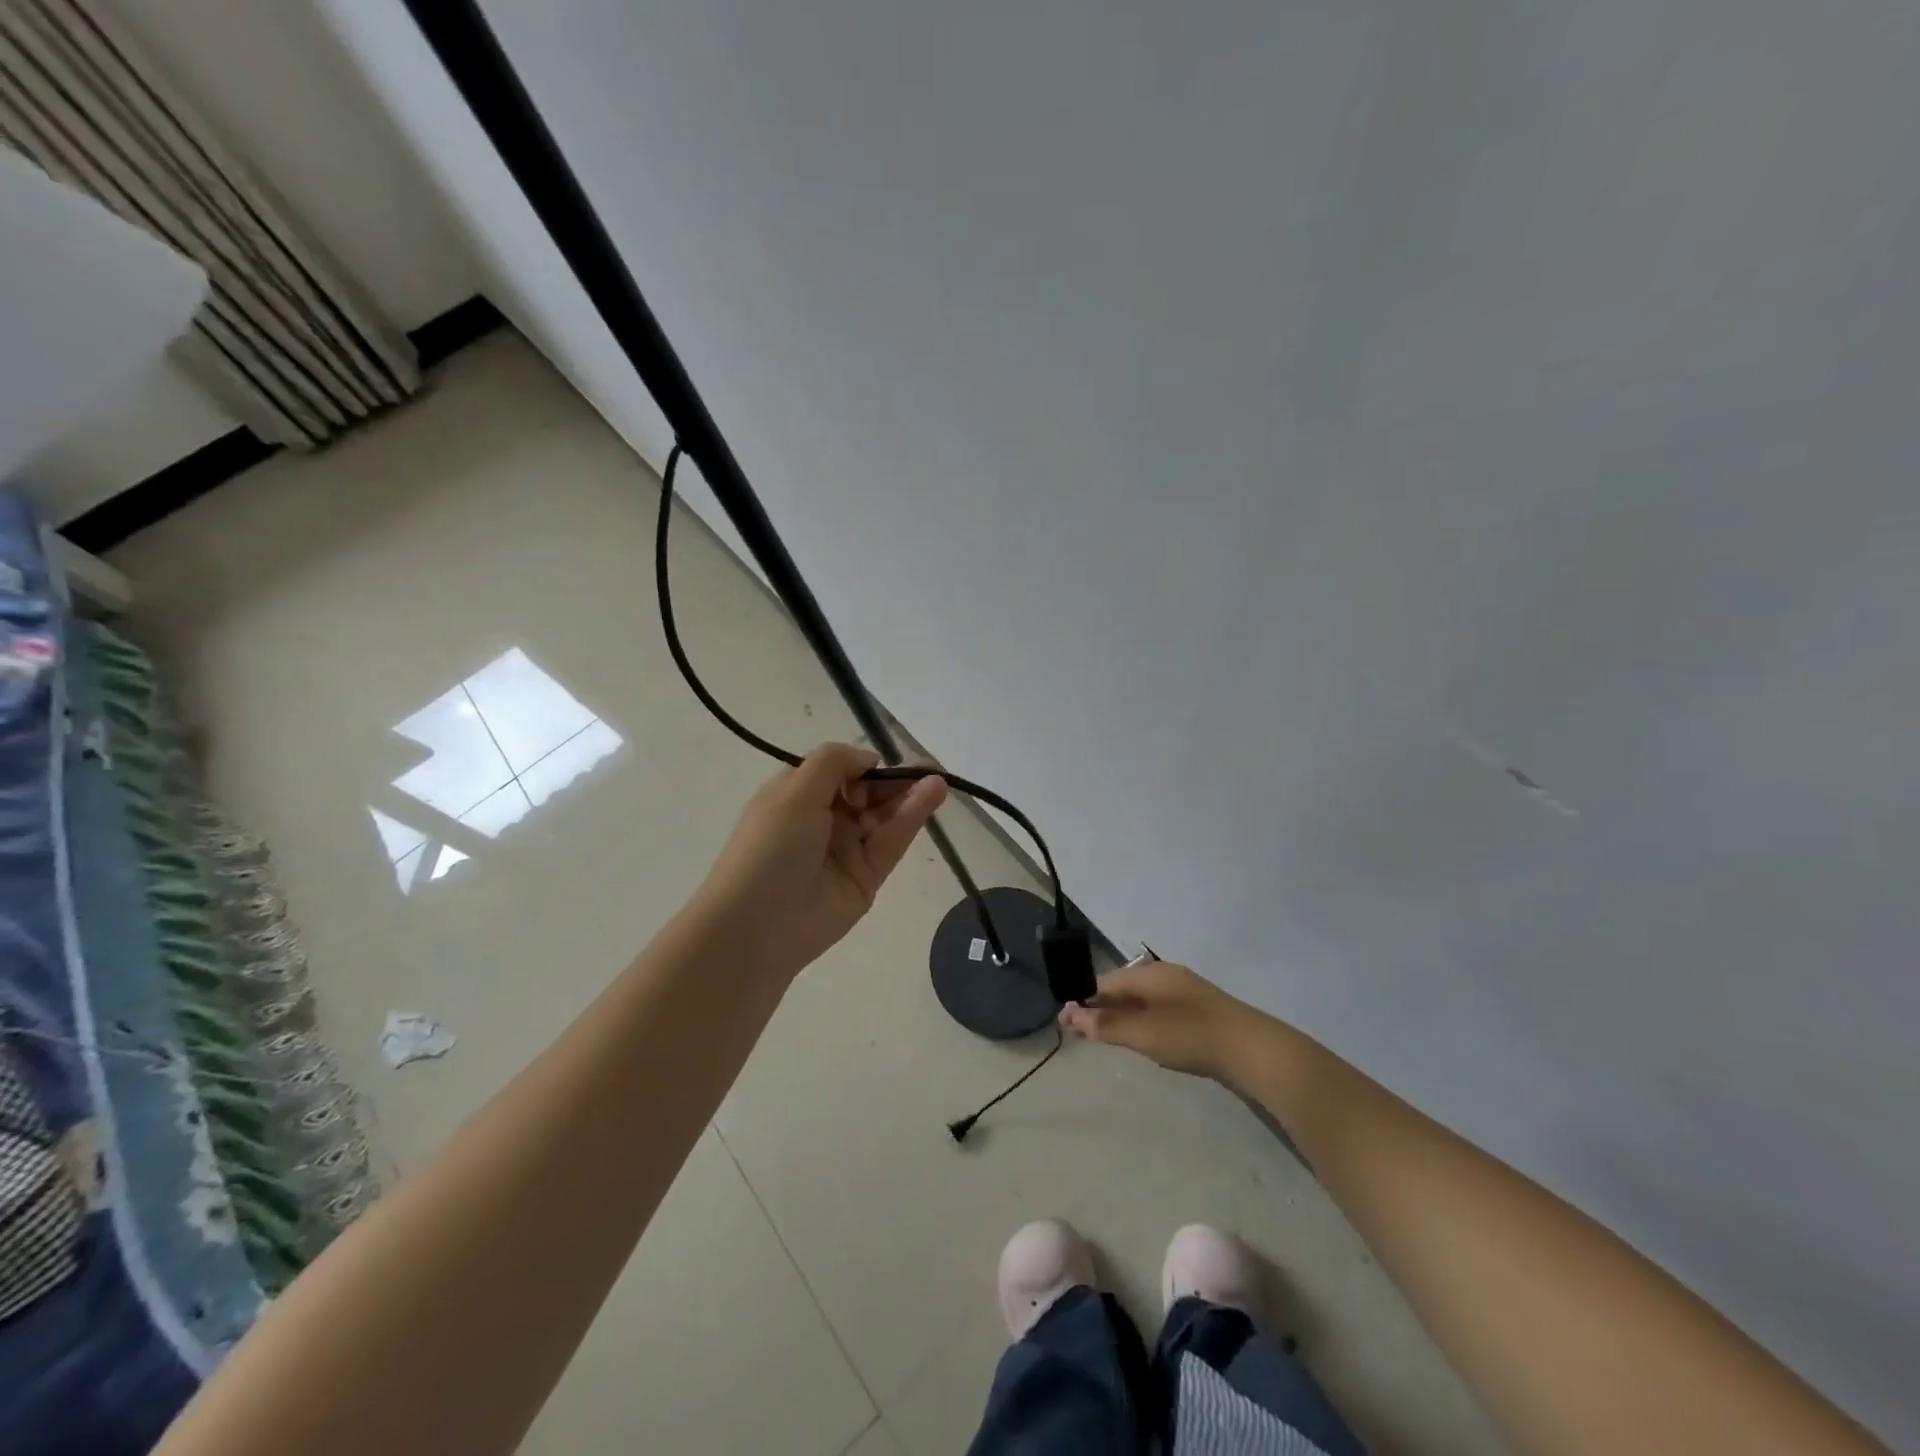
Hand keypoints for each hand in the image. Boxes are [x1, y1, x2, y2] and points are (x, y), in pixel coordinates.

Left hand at [694, 743, 947, 976]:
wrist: (758, 924)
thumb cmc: (771, 845)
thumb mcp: (795, 789)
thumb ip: (836, 762)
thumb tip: (871, 759)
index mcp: (799, 795)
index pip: (842, 771)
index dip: (866, 764)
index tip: (890, 759)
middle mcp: (824, 819)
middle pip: (869, 792)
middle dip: (897, 778)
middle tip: (931, 767)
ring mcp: (847, 850)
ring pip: (885, 816)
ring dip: (911, 794)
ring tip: (939, 778)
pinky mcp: (868, 877)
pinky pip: (892, 841)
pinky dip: (912, 817)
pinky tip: (932, 794)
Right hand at [1058, 959, 1260, 1081]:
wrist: (1255, 1051)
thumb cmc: (1193, 1037)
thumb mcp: (1144, 1033)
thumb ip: (1106, 1025)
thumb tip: (1069, 1014)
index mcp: (1150, 974)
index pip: (1105, 982)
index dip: (1084, 1001)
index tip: (1067, 1025)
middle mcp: (1165, 976)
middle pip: (1123, 989)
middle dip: (1102, 1010)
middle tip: (1085, 1036)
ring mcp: (1185, 992)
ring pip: (1142, 1001)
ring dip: (1123, 1018)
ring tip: (1111, 1041)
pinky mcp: (1200, 1011)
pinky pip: (1160, 1011)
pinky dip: (1145, 1023)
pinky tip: (1148, 1042)